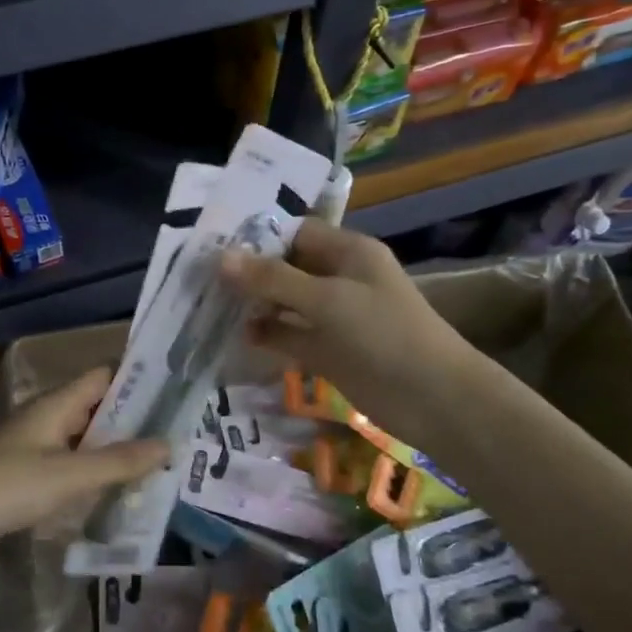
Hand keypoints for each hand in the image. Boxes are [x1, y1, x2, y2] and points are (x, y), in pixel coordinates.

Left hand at [0, 367, 168, 576]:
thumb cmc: (7, 486)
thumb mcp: (69, 474)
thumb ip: (118, 461)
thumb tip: (169, 445)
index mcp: (55, 405)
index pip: (102, 377)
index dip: (137, 380)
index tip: (175, 392)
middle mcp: (46, 420)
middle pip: (96, 411)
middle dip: (133, 422)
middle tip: (177, 436)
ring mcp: (33, 451)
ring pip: (83, 444)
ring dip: (114, 453)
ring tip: (159, 467)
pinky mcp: (24, 481)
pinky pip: (68, 471)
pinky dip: (92, 478)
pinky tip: (116, 496)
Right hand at [221, 220, 474, 452]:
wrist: (433, 399)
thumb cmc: (383, 335)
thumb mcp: (327, 300)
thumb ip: (273, 280)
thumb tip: (221, 258)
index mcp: (347, 252)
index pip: (294, 232)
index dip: (256, 237)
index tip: (211, 245)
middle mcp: (338, 278)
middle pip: (286, 267)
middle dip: (248, 273)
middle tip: (198, 277)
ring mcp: (333, 316)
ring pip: (285, 303)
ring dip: (254, 305)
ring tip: (207, 306)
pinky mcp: (328, 350)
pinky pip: (290, 335)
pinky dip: (267, 335)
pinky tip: (237, 337)